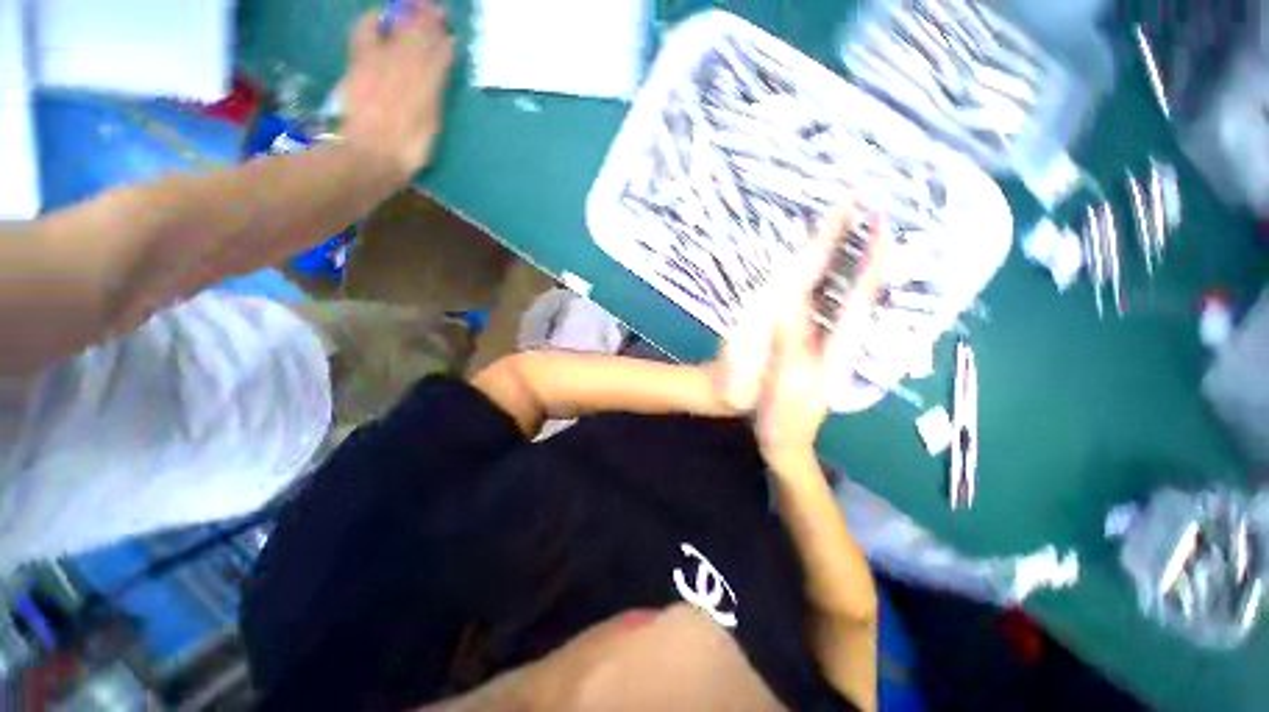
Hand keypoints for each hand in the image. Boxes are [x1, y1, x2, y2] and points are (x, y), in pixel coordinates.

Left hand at [339, 2, 455, 179]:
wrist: (371, 154)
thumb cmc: (409, 148)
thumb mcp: (432, 123)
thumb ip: (437, 92)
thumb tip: (443, 67)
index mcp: (430, 84)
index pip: (442, 54)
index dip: (446, 43)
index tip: (452, 36)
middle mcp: (409, 66)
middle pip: (422, 34)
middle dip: (431, 20)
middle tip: (437, 12)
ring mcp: (383, 61)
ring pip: (400, 28)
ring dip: (410, 16)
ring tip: (417, 9)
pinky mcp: (360, 62)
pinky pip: (365, 31)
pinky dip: (372, 21)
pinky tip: (377, 18)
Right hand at [745, 210, 886, 466]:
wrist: (781, 438)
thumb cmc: (786, 416)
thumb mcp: (787, 383)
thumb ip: (787, 345)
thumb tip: (786, 304)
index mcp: (839, 346)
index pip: (862, 296)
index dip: (873, 259)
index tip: (881, 222)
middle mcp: (839, 338)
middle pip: (860, 290)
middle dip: (869, 252)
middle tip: (871, 214)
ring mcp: (823, 342)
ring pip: (842, 296)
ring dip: (850, 262)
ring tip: (852, 231)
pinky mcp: (806, 346)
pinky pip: (819, 307)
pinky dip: (824, 283)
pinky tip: (818, 272)